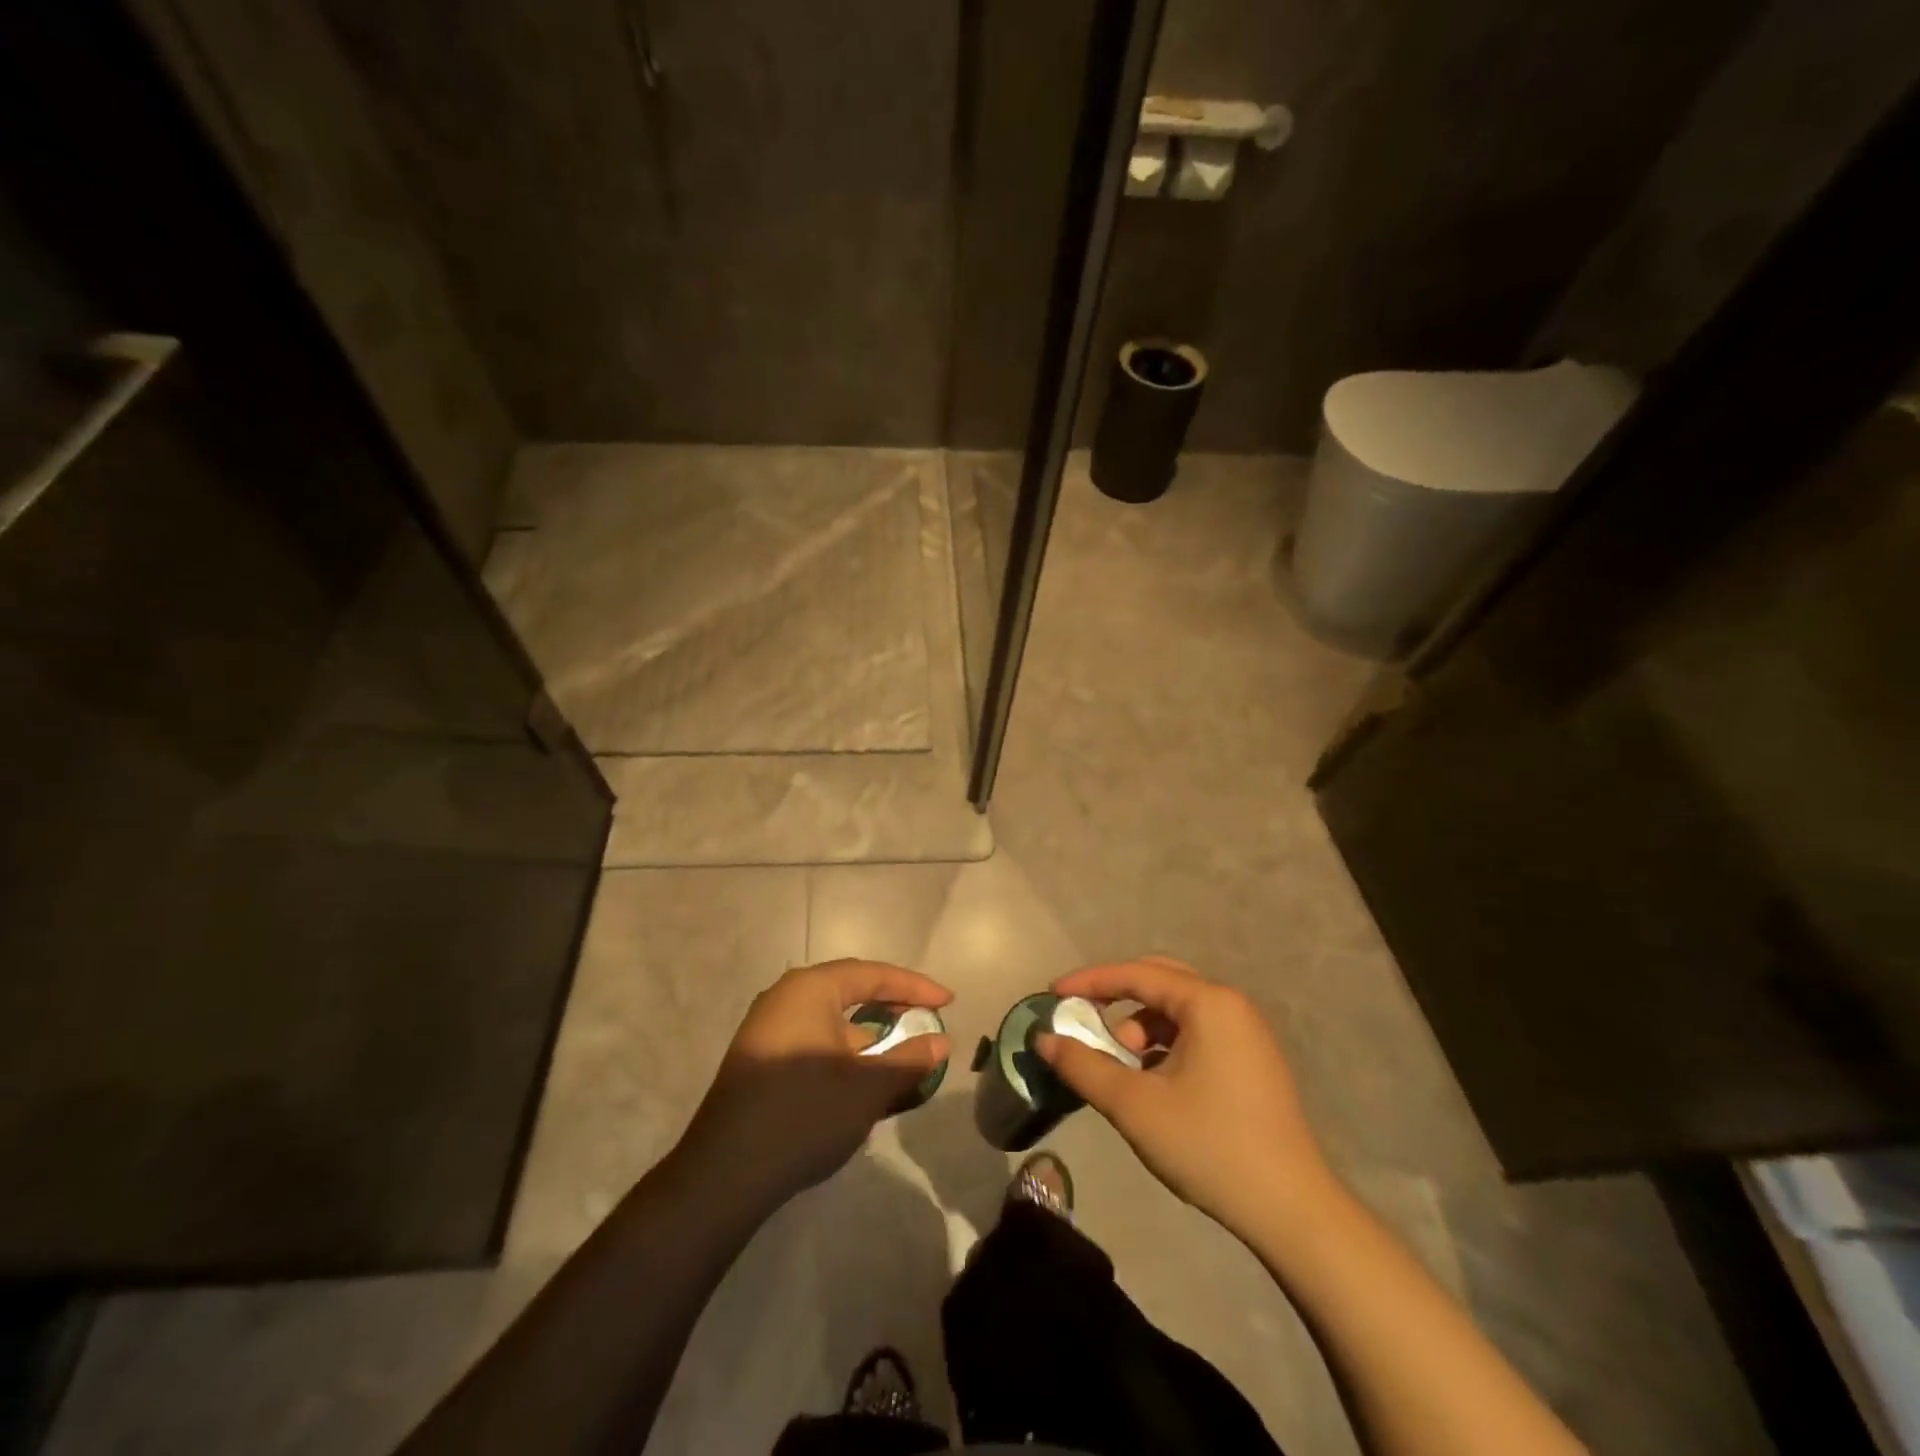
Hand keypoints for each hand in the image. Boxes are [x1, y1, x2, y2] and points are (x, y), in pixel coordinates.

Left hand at [678, 959, 951, 1208]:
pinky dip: (846, 1057)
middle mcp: (785, 999)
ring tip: (904, 1060)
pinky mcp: (761, 1062)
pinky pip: (815, 1044)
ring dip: (871, 1040)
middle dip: (893, 1010)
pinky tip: (866, 1085)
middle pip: (851, 993)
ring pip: (833, 1024)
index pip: (873, 975)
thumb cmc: (803, 1115)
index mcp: (809, 989)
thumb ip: (909, 1060)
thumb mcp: (867, 1088)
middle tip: (927, 1023)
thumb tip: (942, 1041)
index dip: (915, 987)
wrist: (723, 1176)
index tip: (949, 1001)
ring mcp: (768, 1031)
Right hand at [1035, 955, 1338, 1242]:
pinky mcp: (1253, 1060)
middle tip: (1083, 1019)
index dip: (1090, 981)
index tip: (1053, 994)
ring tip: (1120, 1065)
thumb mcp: (1134, 1106)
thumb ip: (1083, 1066)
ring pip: (1179, 1009)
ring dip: (1141, 1026)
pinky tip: (1151, 1080)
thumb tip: (1044, 1039)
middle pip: (1160, 981)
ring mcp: (1247, 1033)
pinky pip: (1198, 1032)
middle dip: (1116, 998)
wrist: (1291, 1211)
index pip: (1136, 974)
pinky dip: (1165, 1043)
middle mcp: (1231, 1005)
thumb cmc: (1209, 1146)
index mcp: (1208, 1003)